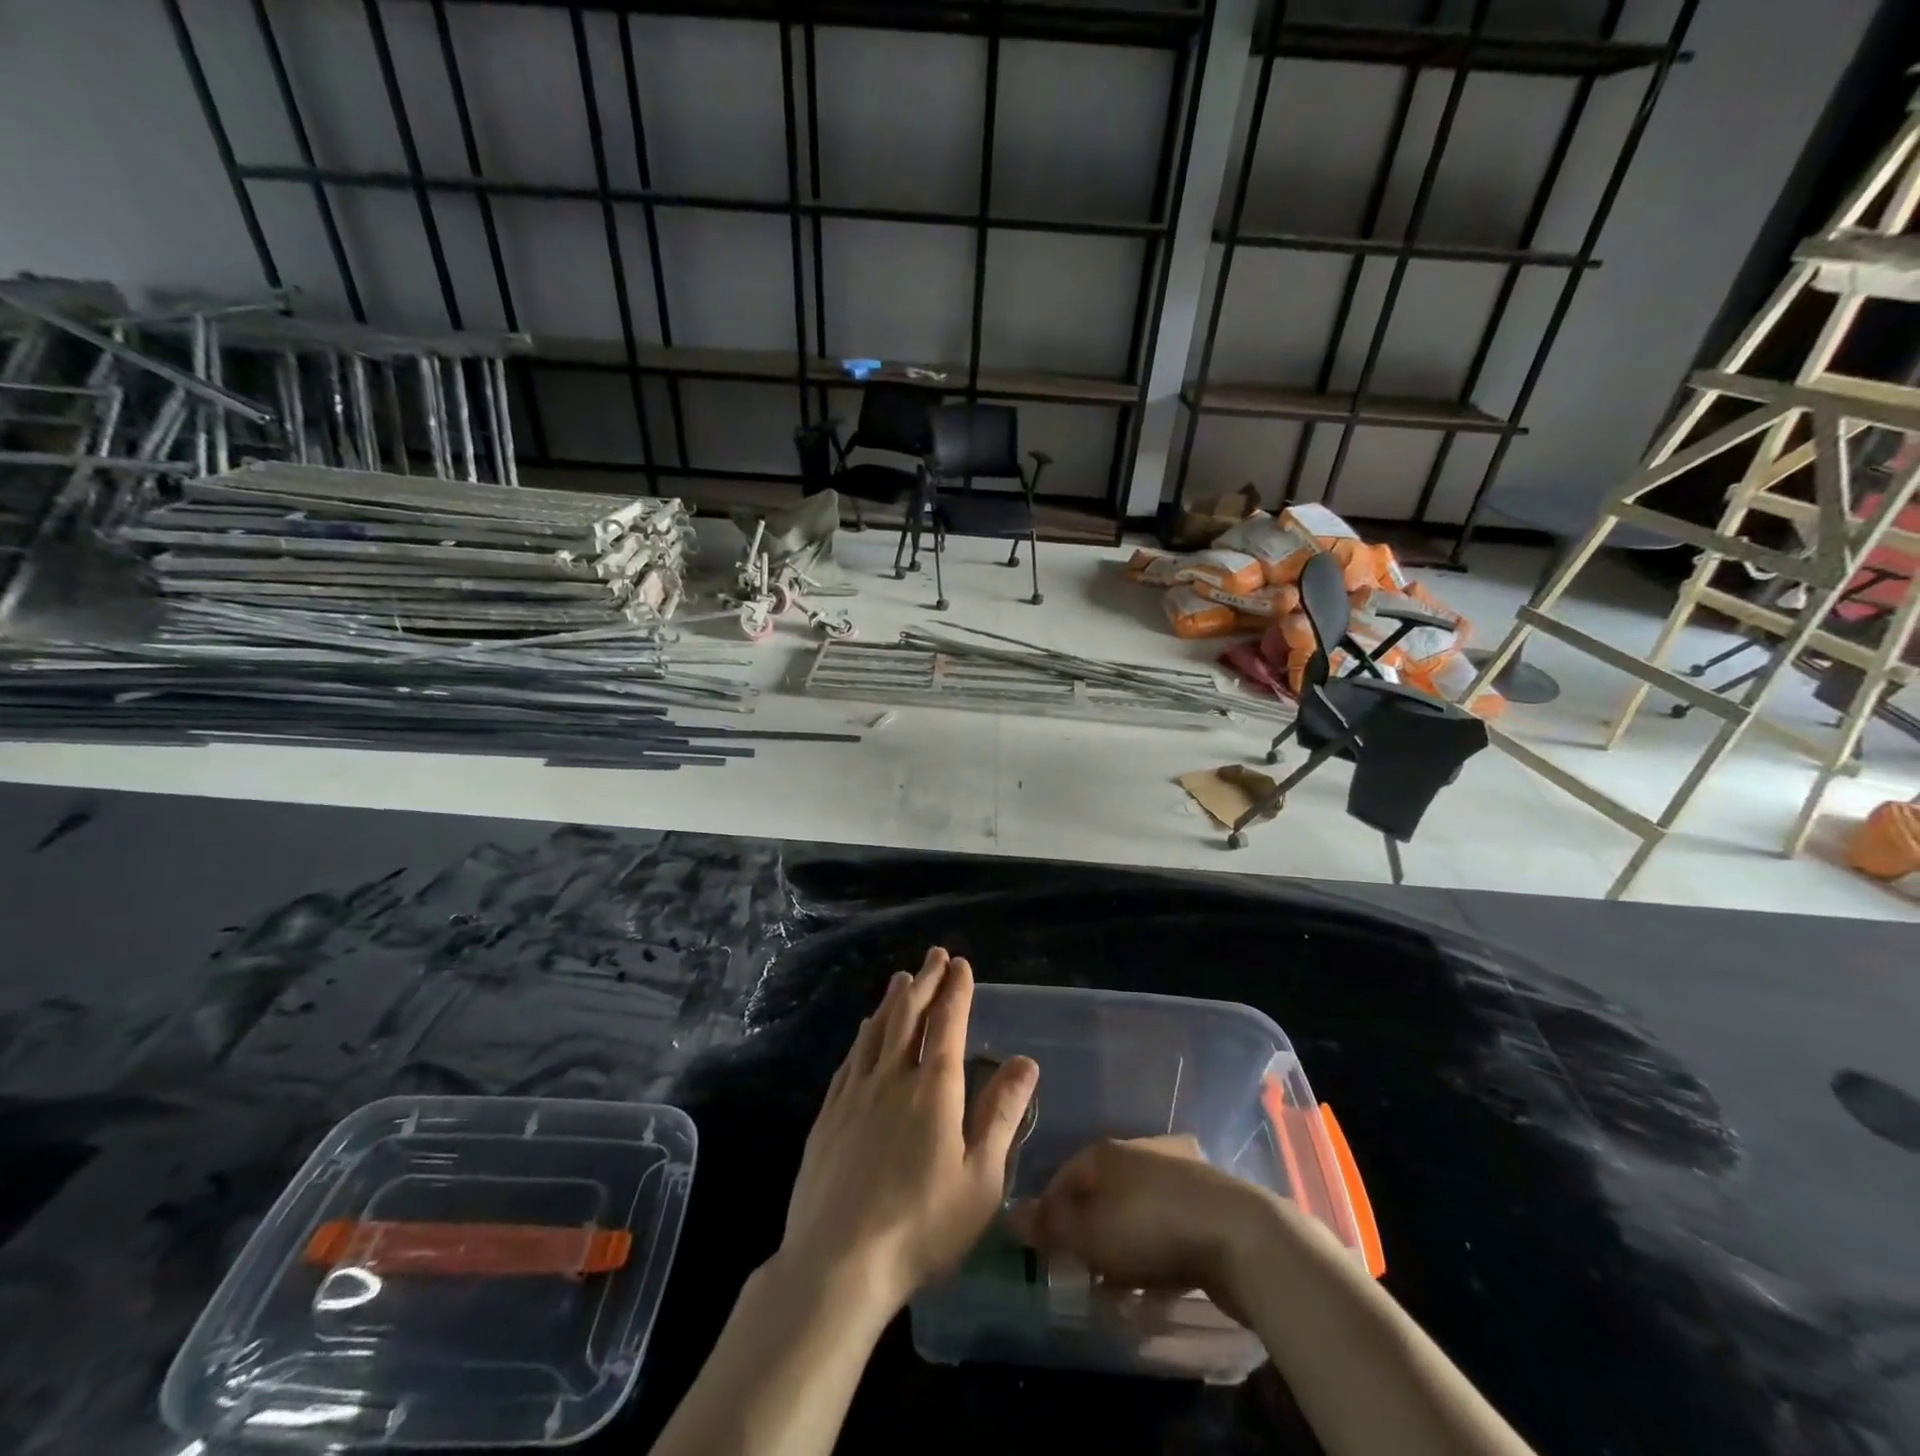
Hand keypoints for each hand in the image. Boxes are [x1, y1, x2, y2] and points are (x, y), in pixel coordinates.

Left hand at [776, 947, 1037, 1318]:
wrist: (836, 1263)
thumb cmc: (921, 1226)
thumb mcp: (980, 1179)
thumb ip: (1001, 1115)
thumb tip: (1025, 1062)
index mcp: (934, 1089)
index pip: (947, 1022)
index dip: (955, 990)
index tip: (960, 964)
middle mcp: (892, 1077)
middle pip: (909, 1015)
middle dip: (925, 981)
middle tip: (934, 956)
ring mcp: (855, 1093)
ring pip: (877, 1030)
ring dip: (893, 1000)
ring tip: (902, 978)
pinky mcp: (829, 1114)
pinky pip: (852, 1057)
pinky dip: (864, 1034)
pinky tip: (866, 1029)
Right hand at [1005, 1135, 1275, 1317]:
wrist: (1240, 1236)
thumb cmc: (1150, 1228)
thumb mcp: (1089, 1232)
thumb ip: (1050, 1226)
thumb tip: (1009, 1215)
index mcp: (1105, 1152)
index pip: (1063, 1177)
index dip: (1048, 1214)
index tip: (1044, 1253)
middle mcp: (1137, 1156)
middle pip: (1099, 1196)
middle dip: (1086, 1236)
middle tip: (1080, 1276)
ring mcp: (1174, 1178)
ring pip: (1132, 1216)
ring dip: (1121, 1252)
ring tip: (1116, 1292)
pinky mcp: (1203, 1207)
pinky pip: (1164, 1232)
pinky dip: (1154, 1258)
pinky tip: (1155, 1290)